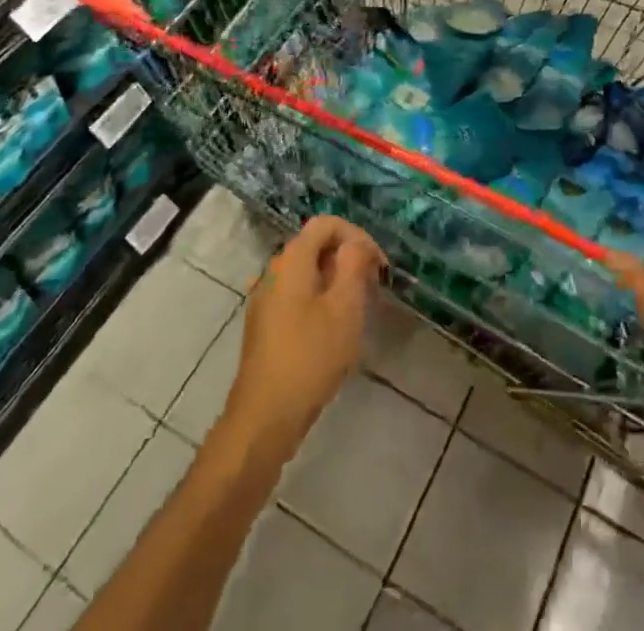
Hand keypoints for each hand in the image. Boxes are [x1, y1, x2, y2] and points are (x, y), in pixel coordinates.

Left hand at [223, 216, 384, 457]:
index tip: (378, 266)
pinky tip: (332, 330)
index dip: (357, 236)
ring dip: (335, 282)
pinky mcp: (264, 325)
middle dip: (348, 259)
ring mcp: (264, 299)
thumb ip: (354, 264)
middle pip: (316, 246)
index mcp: (291, 260)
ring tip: (357, 310)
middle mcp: (273, 271)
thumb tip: (358, 243)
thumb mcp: (344, 306)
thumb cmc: (310, 356)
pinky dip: (319, 300)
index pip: (327, 224)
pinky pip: (296, 296)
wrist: (264, 418)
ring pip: (307, 273)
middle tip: (373, 288)